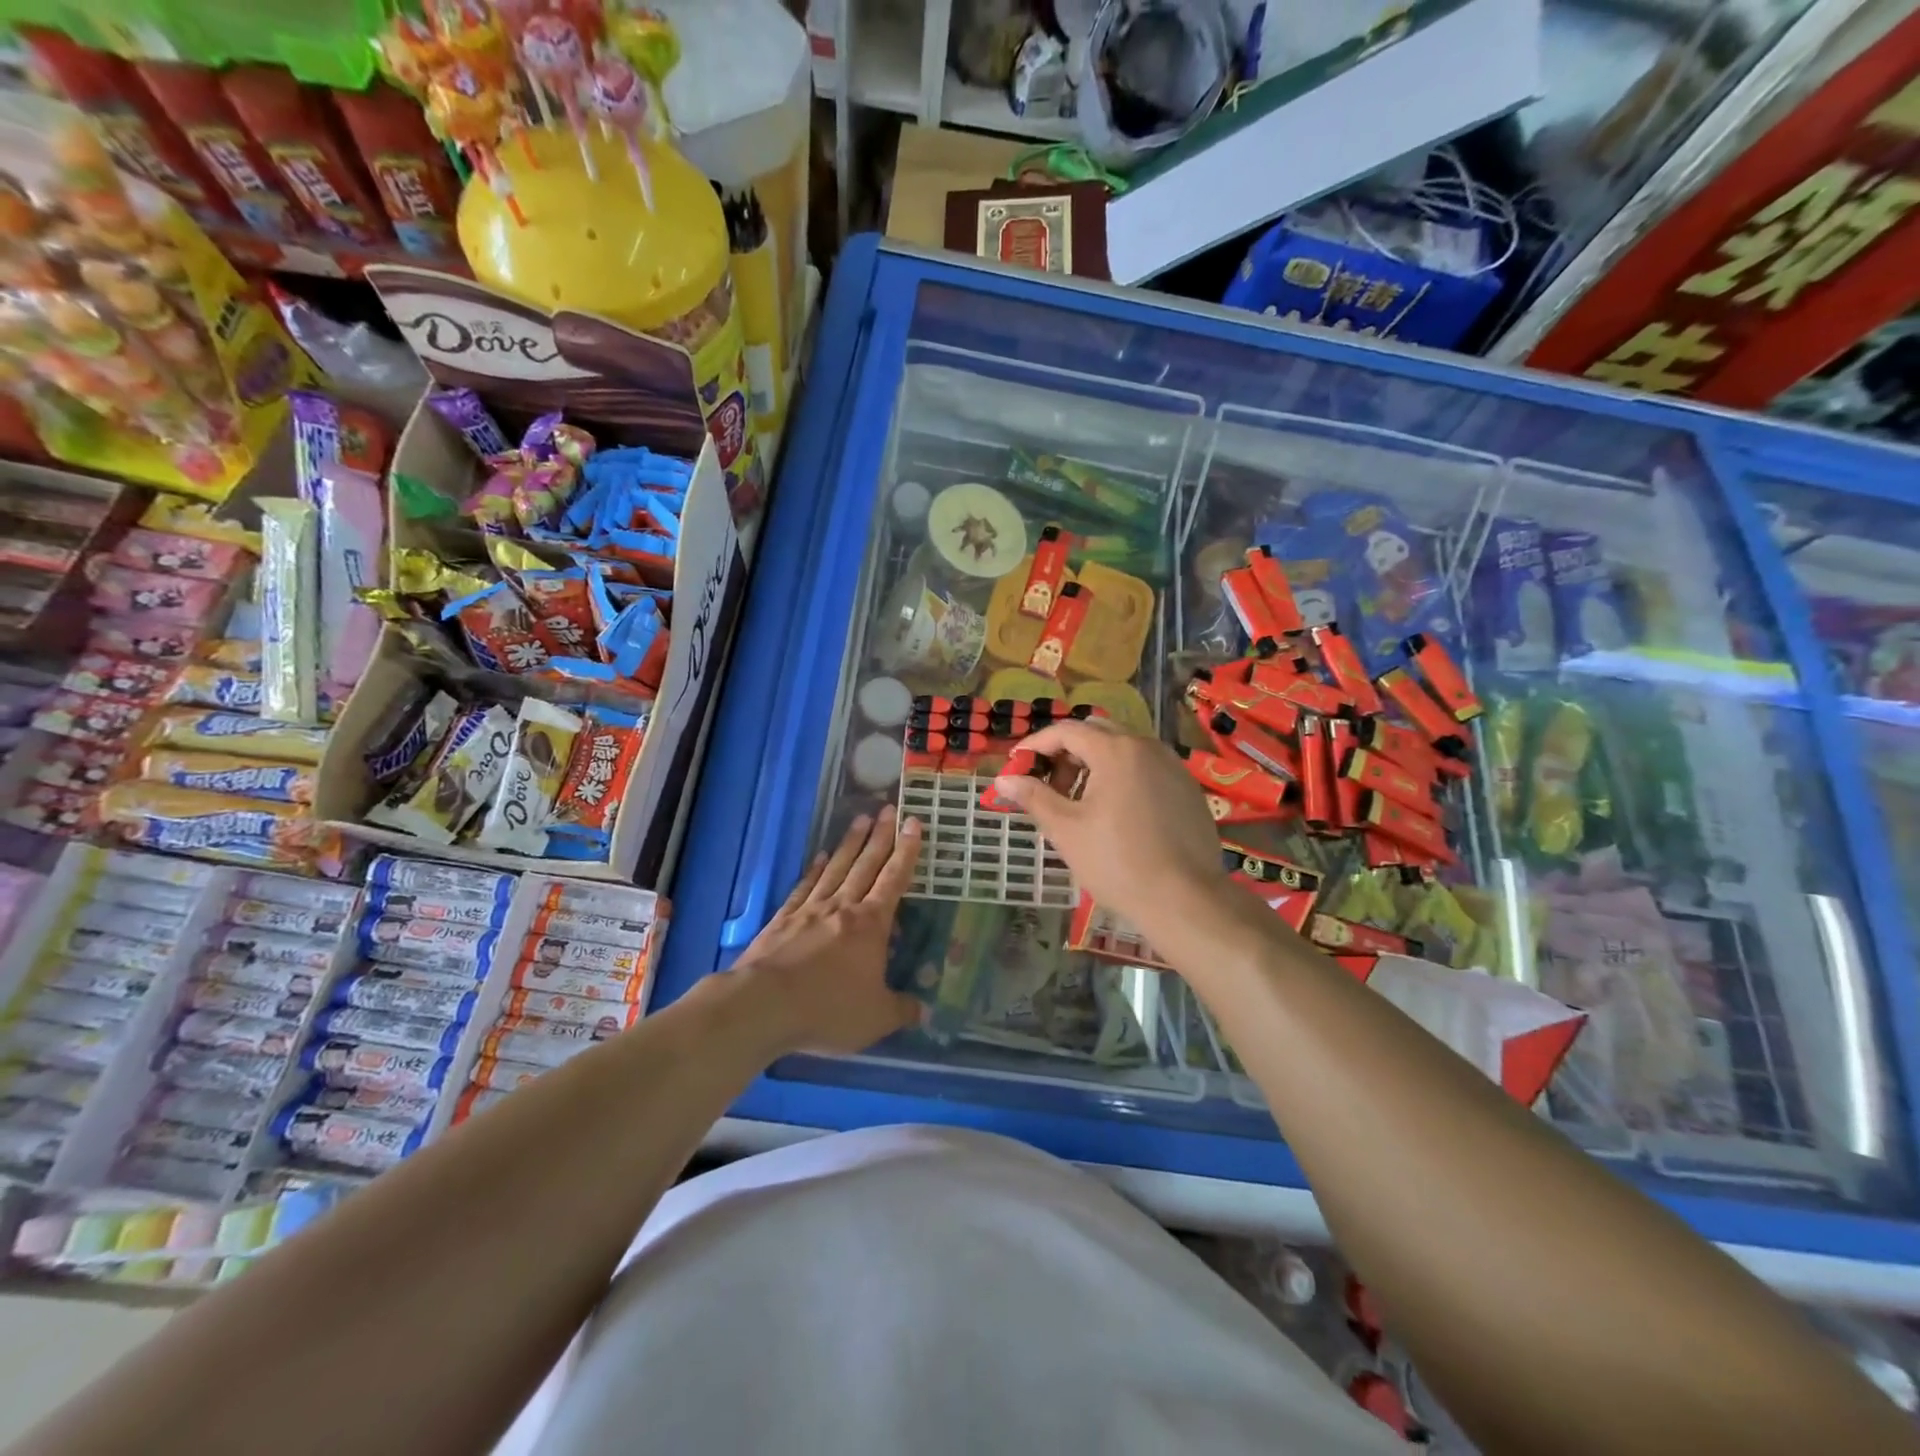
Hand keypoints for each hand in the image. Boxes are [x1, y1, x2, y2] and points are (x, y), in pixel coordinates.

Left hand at [730, 806, 924, 1055]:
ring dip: (851, 844)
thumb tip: (923, 1011)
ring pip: (837, 868)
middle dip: (881, 836)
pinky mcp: (783, 920)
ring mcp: (810, 910)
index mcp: (871, 924)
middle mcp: (843, 907)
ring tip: (860, 819)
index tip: (913, 822)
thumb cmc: (828, 1010)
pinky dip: (816, 869)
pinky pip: (805, 887)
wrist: (763, 1006)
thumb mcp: (876, 1018)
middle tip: (889, 808)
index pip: (894, 879)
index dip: (907, 851)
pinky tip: (821, 857)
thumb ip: (901, 1010)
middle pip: (866, 864)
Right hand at [987, 719, 1227, 925]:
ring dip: (1094, 765)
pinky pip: (1146, 768)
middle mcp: (1146, 747)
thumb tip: (1004, 780)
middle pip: (1097, 733)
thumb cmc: (1118, 862)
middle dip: (1066, 753)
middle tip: (1049, 786)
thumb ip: (1034, 797)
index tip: (1017, 765)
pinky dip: (1122, 777)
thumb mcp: (1066, 830)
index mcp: (1115, 750)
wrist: (1185, 899)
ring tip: (1079, 803)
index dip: (1036, 745)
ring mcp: (1172, 766)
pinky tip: (1116, 814)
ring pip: (1124, 749)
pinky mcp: (1188, 788)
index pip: (1066, 730)